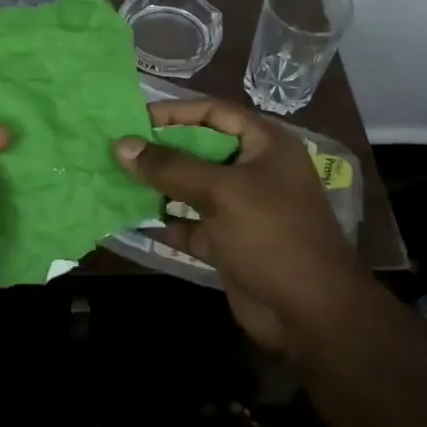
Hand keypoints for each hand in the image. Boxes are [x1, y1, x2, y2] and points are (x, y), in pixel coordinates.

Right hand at [114, 99, 366, 353]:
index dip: (174, 112)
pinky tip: (132, 217)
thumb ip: (170, 167)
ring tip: (116, 178)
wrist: (310, 314)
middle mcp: (254, 170)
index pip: (214, 113)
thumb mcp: (221, 192)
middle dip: (160, 150)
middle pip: (200, 149)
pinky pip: (191, 224)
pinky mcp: (229, 242)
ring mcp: (242, 208)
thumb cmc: (272, 236)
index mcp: (266, 145)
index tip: (133, 118)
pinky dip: (166, 221)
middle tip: (117, 149)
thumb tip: (121, 145)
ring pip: (192, 188)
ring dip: (158, 185)